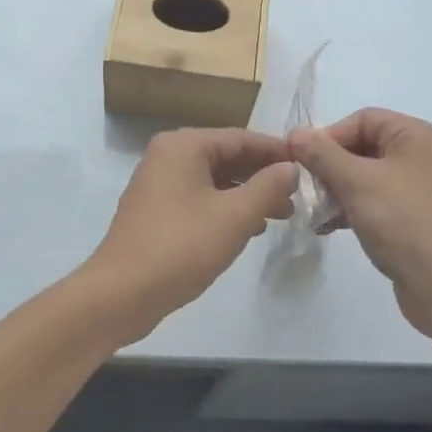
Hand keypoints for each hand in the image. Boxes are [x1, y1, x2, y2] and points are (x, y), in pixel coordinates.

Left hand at [82, 128, 297, 343]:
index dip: (277, 151)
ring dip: (247, 195)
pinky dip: (225, 209)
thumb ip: (268, 187)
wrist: (121, 293)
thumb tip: (291, 167)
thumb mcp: (234, 216)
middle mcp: (168, 156)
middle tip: (298, 196)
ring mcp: (158, 184)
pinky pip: (199, 199)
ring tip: (281, 215)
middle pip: (226, 156)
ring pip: (214, 180)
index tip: (309, 166)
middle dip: (263, 175)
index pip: (241, 137)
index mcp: (184, 146)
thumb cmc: (181, 247)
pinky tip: (248, 229)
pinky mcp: (156, 212)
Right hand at [290, 108, 431, 340]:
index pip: (363, 119)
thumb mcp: (357, 181)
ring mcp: (418, 191)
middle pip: (363, 147)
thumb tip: (295, 133)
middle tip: (303, 187)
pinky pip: (374, 203)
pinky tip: (326, 228)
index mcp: (415, 137)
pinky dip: (350, 210)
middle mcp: (420, 157)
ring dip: (335, 190)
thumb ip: (322, 154)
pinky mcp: (412, 221)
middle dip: (329, 166)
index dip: (329, 135)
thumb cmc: (404, 222)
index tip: (301, 160)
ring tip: (312, 211)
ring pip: (365, 178)